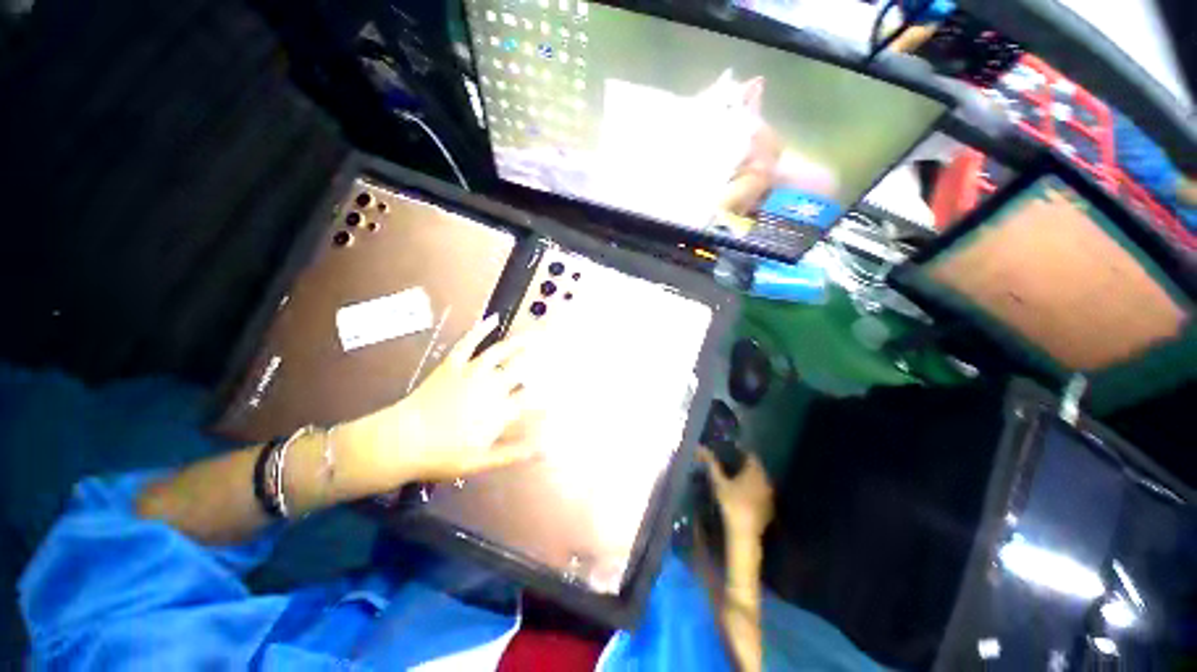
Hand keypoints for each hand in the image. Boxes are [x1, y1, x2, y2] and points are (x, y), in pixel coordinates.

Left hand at [348, 314, 541, 485]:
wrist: (402, 441)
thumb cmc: (443, 455)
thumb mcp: (483, 461)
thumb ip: (516, 452)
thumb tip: (546, 449)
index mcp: (499, 410)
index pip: (531, 399)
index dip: (546, 395)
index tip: (557, 392)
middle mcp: (491, 386)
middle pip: (520, 369)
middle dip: (540, 360)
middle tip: (553, 351)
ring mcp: (472, 372)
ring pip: (500, 352)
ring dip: (519, 342)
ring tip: (534, 335)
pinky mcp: (453, 364)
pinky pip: (469, 343)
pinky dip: (481, 328)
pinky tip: (493, 318)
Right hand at [698, 447, 773, 537]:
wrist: (745, 534)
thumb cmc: (731, 504)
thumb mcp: (718, 483)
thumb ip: (712, 464)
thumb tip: (700, 447)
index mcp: (755, 471)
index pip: (750, 455)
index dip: (740, 451)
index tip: (730, 450)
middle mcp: (765, 480)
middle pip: (756, 467)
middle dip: (745, 463)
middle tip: (730, 462)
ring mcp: (769, 495)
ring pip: (760, 480)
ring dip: (750, 476)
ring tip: (735, 476)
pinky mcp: (770, 507)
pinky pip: (762, 492)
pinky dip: (754, 489)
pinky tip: (743, 493)